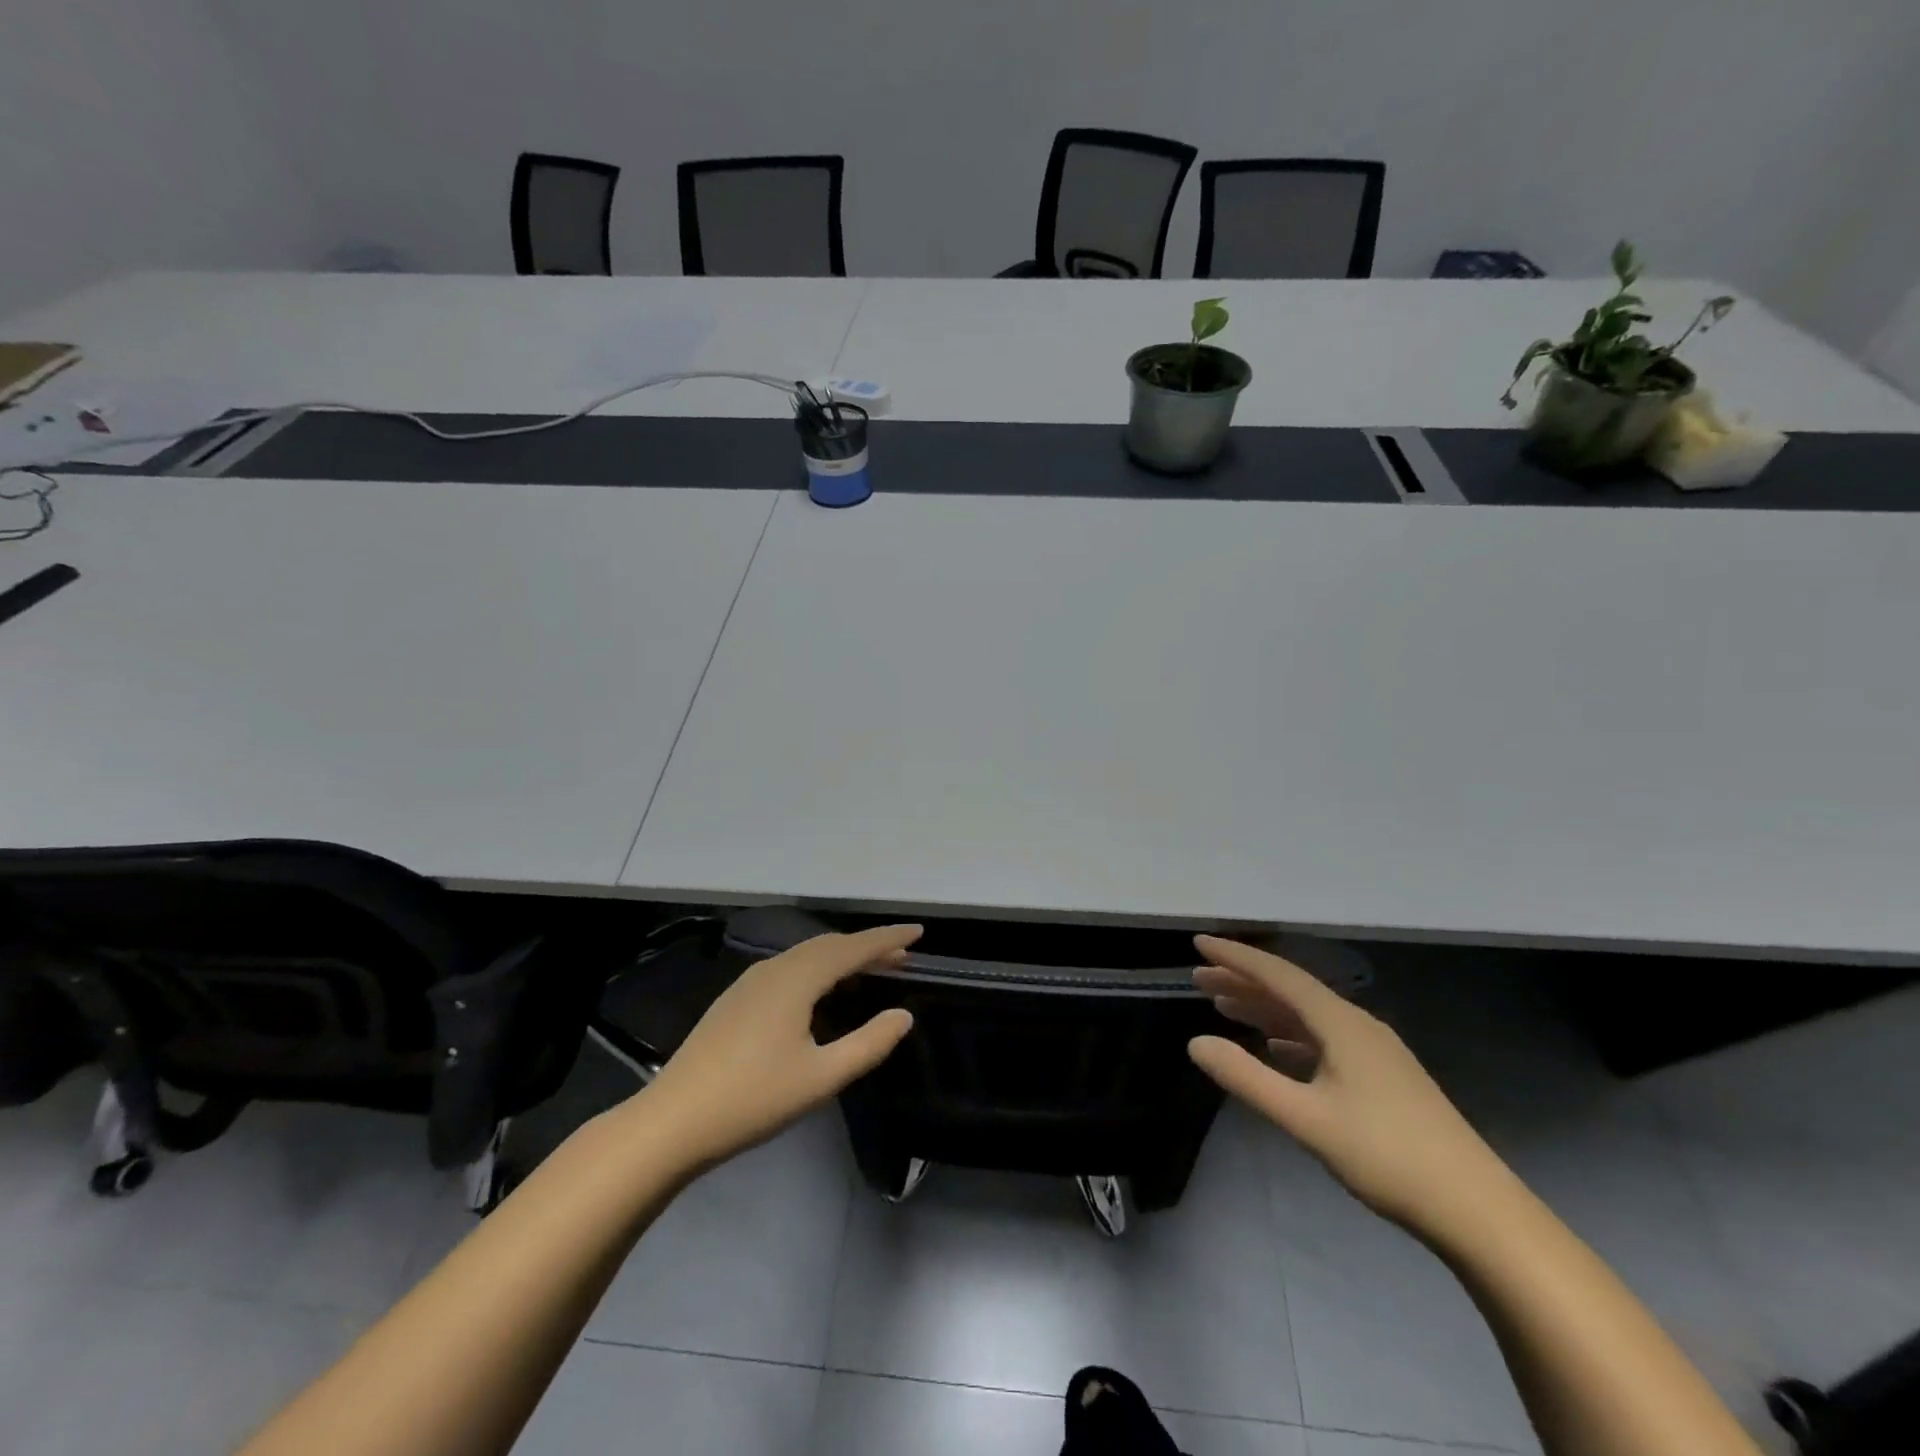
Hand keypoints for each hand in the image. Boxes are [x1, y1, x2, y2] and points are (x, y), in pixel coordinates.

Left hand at [639, 926, 919, 1170]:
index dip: (887, 939)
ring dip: (841, 956)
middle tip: (901, 957)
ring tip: (870, 970)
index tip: (919, 932)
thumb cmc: (752, 1099)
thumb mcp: (821, 1078)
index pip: (852, 948)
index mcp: (796, 980)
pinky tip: (822, 991)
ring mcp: (750, 982)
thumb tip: (903, 1015)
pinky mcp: (736, 999)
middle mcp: (774, 969)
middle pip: (829, 945)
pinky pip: (789, 967)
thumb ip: (868, 1044)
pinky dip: (818, 967)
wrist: (672, 1122)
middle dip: (867, 946)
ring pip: (806, 955)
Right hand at [1187, 936, 1510, 1235]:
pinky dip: (1289, 1034)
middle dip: (1243, 981)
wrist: (1478, 1210)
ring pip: (1307, 1015)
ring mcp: (1374, 1051)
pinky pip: (1323, 1038)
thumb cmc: (1386, 1156)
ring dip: (1264, 1008)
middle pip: (1291, 991)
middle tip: (1198, 979)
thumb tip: (1195, 1042)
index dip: (1235, 957)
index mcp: (1340, 1023)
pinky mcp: (1384, 1077)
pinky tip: (1275, 1047)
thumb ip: (1247, 1078)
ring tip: (1224, 1007)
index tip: (1198, 943)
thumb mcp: (1306, 1118)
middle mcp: (1357, 1024)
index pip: (1278, 975)